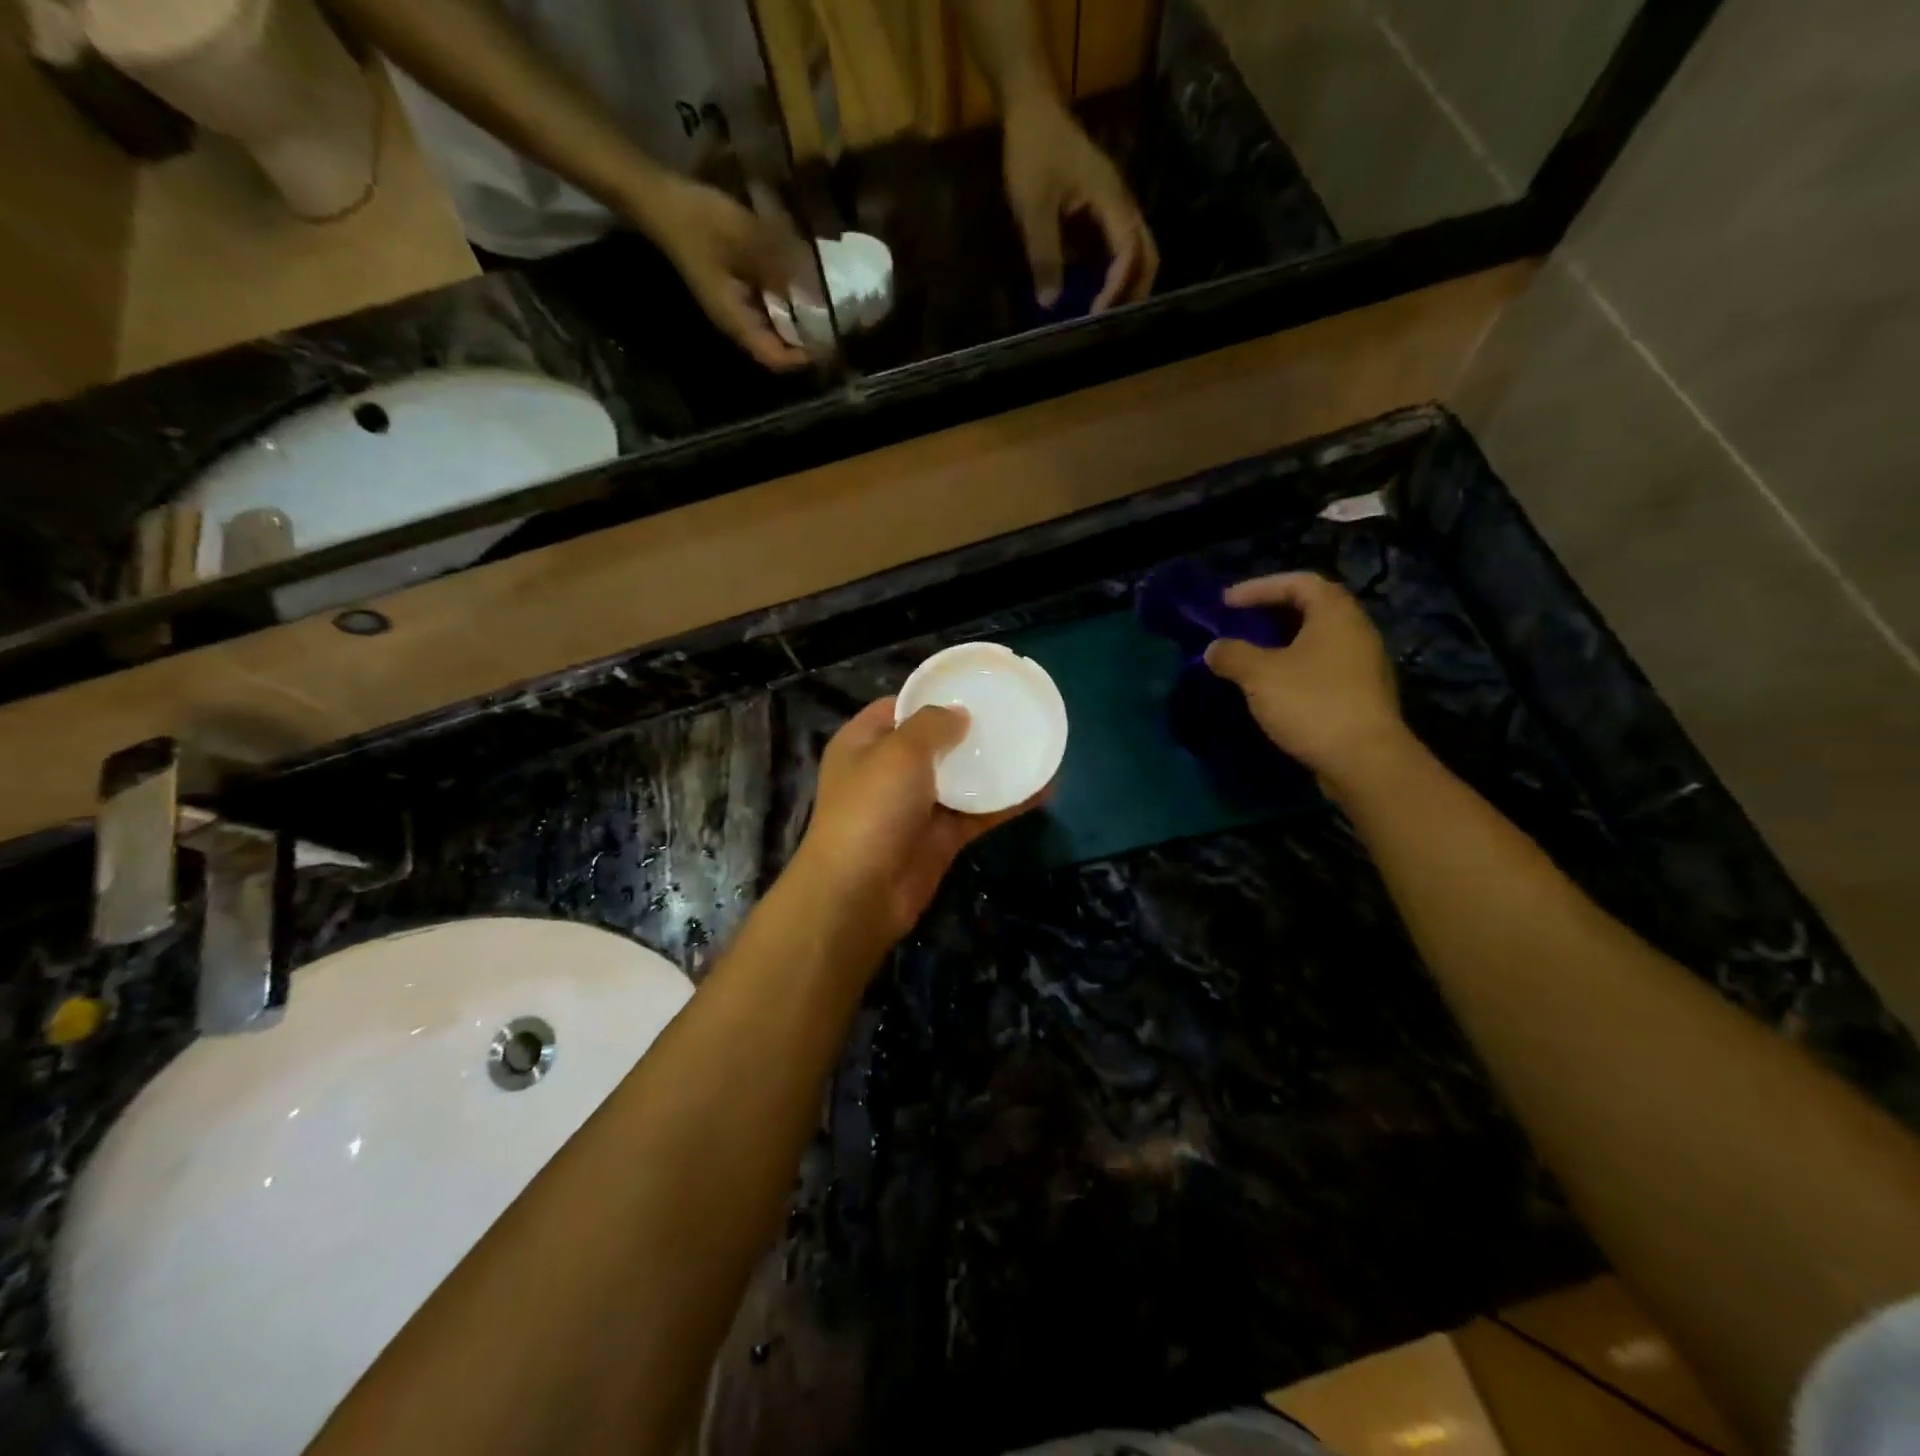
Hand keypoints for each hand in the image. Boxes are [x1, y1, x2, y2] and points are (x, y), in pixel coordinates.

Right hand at [639, 176, 811, 371]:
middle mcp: (736, 321)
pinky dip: (785, 298)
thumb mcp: (747, 239)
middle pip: (778, 345)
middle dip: (805, 338)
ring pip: (774, 324)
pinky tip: (801, 280)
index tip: (830, 343)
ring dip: (797, 317)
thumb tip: (816, 291)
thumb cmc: (699, 221)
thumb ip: (782, 266)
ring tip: (825, 303)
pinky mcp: (733, 287)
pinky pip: (766, 304)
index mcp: (736, 321)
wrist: (659, 196)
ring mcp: (734, 304)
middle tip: (836, 322)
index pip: (775, 358)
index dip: (803, 357)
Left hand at [791, 698, 1044, 942]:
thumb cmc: (873, 808)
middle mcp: (887, 771)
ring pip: (959, 778)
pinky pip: (977, 813)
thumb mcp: (899, 751)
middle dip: (969, 730)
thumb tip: (959, 714)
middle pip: (933, 742)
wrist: (861, 893)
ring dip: (992, 765)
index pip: (899, 707)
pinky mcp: (939, 838)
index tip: (973, 687)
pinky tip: (1042, 788)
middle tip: (1011, 714)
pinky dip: (1005, 802)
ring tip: (1034, 744)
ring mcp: (914, 806)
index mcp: (864, 742)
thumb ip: (932, 724)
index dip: (933, 696)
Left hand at [1001, 96, 1158, 312]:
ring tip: (1105, 317)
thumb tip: (1050, 303)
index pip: (1129, 251)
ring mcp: (1114, 208)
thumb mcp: (1034, 208)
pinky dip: (1113, 275)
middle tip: (1111, 327)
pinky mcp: (1102, 213)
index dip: (1118, 287)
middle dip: (1134, 292)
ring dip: (1126, 286)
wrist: (1032, 111)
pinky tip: (1094, 295)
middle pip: (1146, 255)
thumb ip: (1044, 255)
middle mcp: (1122, 205)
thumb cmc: (1034, 152)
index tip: (1098, 314)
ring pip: (1136, 253)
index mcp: (1112, 200)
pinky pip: (1117, 250)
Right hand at [1202, 573, 1410, 789]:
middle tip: (1238, 624)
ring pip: (1316, 641)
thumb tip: (1214, 649)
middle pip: (1311, 609)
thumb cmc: (1311, 704)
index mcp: (1335, 615)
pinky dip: (1294, 667)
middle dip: (1271, 614)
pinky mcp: (1361, 695)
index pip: (1298, 582)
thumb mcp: (1259, 675)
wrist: (1364, 760)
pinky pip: (1321, 667)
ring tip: (1250, 656)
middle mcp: (1356, 632)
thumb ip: (1232, 655)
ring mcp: (1362, 665)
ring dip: (1282, 643)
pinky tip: (1272, 687)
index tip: (1226, 602)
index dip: (1259, 587)